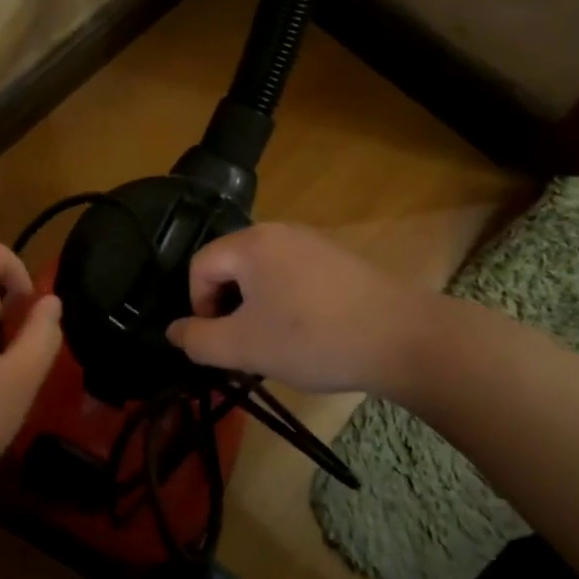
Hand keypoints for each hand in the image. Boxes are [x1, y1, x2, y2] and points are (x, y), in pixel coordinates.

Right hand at [165, 223, 425, 393]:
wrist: (404, 338)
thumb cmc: (313, 339)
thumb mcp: (244, 347)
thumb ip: (198, 340)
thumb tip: (174, 331)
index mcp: (251, 243)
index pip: (200, 266)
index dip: (199, 306)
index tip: (219, 342)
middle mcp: (279, 231)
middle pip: (231, 266)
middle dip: (228, 307)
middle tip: (244, 344)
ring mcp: (313, 242)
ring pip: (263, 273)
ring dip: (257, 307)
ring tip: (275, 342)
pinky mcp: (339, 259)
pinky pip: (294, 275)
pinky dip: (287, 301)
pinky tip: (308, 332)